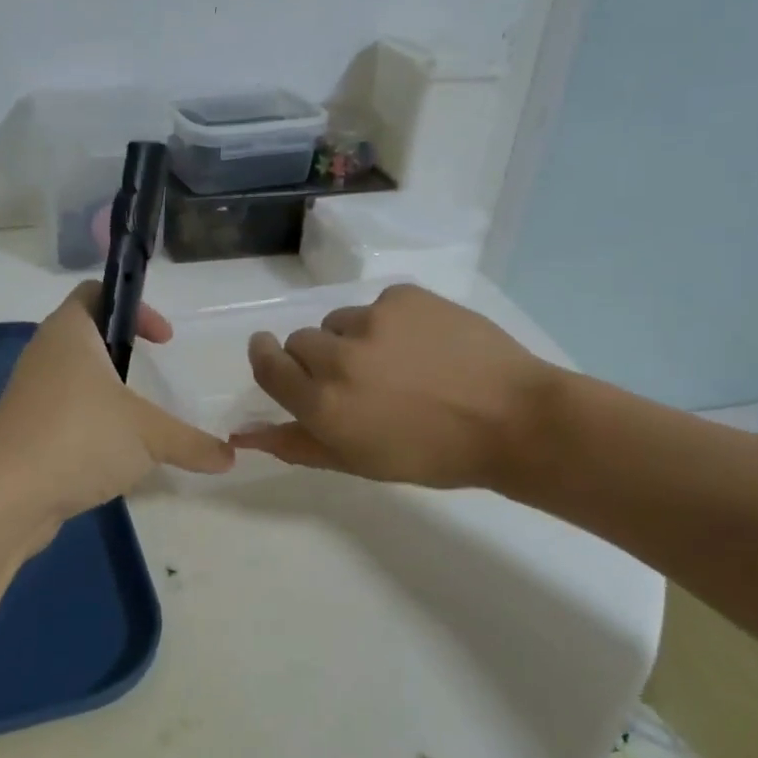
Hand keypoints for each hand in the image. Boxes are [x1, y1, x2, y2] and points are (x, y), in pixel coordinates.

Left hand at [0, 283, 233, 542]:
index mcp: (70, 332)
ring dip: (107, 391)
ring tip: (138, 419)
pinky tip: (114, 455)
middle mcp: (45, 353)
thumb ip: (192, 442)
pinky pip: (64, 412)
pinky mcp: (26, 429)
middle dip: (123, 351)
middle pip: (87, 334)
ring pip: (75, 377)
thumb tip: (230, 457)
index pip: (97, 292)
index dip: (135, 307)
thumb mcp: (148, 436)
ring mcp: (31, 393)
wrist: (6, 497)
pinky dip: (91, 423)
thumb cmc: (80, 438)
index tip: (164, 339)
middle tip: (153, 374)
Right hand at [231, 284, 558, 489]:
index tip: (274, 356)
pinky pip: (378, 305)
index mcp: (323, 404)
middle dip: (317, 358)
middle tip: (358, 378)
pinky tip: (425, 345)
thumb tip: (245, 432)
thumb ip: (297, 443)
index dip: (267, 358)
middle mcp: (337, 357)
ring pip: (339, 322)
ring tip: (399, 362)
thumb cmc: (433, 454)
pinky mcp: (403, 297)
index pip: (268, 367)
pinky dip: (391, 322)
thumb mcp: (359, 460)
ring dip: (353, 339)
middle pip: (300, 341)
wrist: (512, 419)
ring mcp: (371, 320)